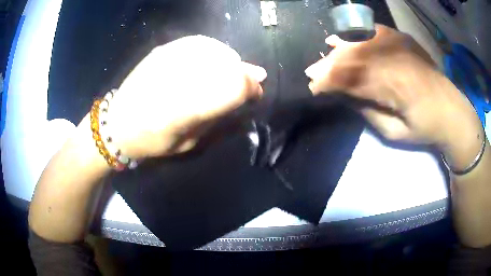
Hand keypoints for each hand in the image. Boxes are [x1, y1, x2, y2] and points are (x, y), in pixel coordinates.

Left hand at [104, 35, 266, 158]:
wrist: (117, 124)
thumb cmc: (154, 142)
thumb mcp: (190, 142)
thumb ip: (220, 116)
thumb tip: (249, 95)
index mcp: (183, 111)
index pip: (233, 88)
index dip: (252, 88)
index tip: (256, 94)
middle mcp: (176, 79)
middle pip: (227, 66)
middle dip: (244, 74)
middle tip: (249, 83)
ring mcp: (167, 60)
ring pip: (215, 50)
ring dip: (230, 62)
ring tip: (231, 72)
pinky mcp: (161, 51)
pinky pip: (198, 42)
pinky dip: (213, 50)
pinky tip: (213, 60)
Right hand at [305, 25, 480, 159]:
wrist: (452, 111)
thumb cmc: (425, 128)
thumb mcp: (395, 132)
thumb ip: (367, 112)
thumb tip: (344, 96)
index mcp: (394, 85)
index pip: (352, 78)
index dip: (330, 82)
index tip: (313, 87)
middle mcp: (394, 57)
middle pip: (354, 55)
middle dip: (330, 63)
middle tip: (313, 71)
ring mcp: (399, 43)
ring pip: (361, 41)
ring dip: (341, 47)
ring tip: (326, 50)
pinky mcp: (403, 38)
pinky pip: (374, 32)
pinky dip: (358, 34)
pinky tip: (347, 35)